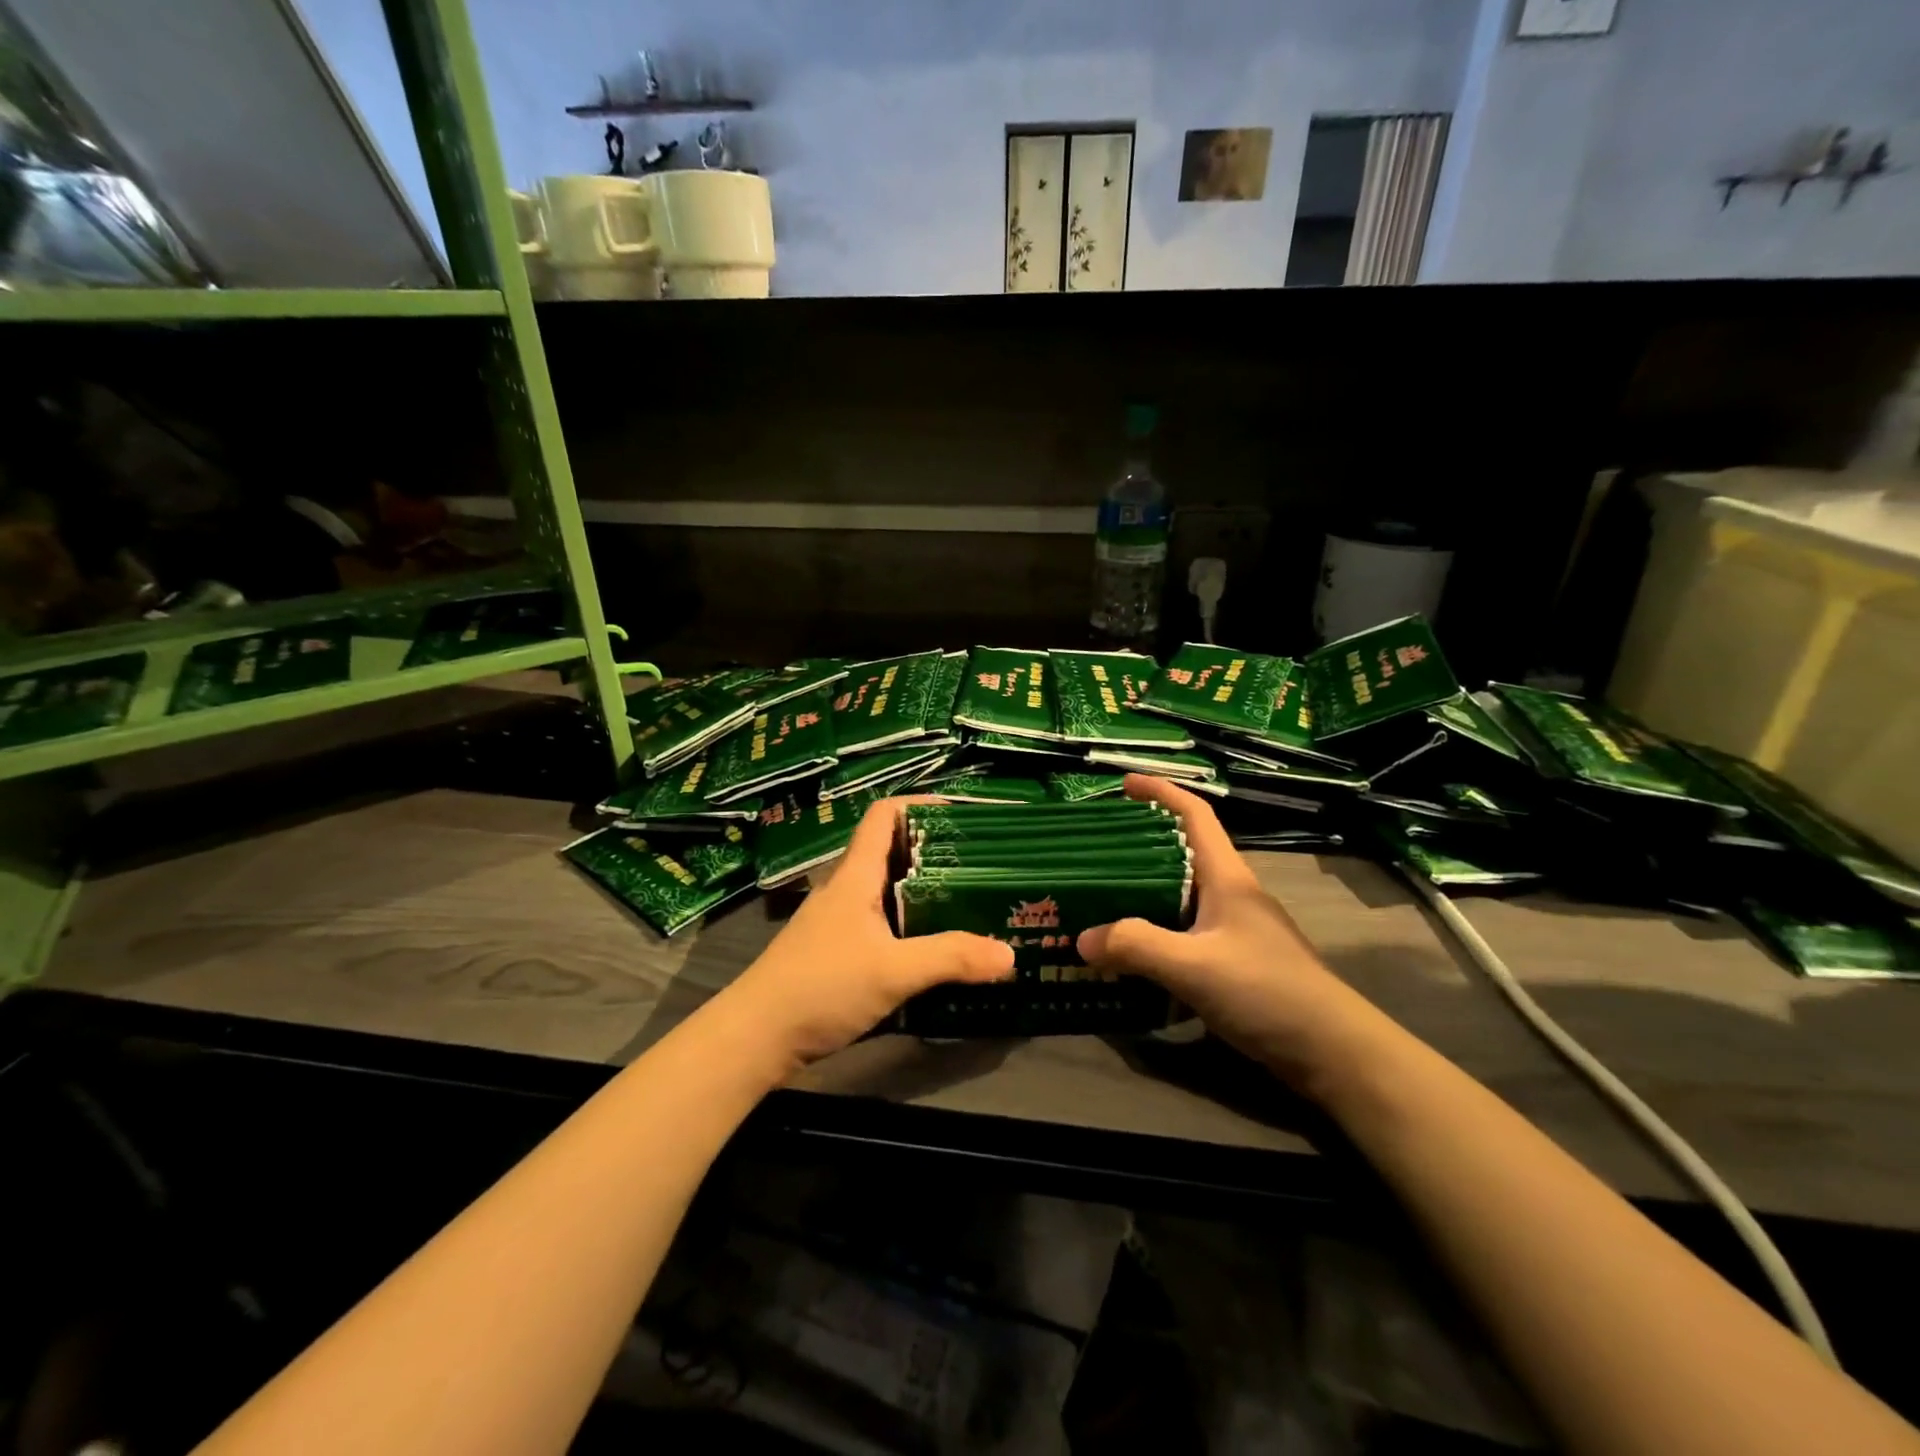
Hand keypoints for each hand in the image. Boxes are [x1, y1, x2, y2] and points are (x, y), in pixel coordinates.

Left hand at [719, 797, 1014, 1068]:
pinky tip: (936, 947)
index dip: (921, 804)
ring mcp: (839, 921)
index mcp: (856, 876)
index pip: (885, 815)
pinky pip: (883, 923)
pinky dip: (911, 924)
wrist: (755, 1037)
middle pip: (893, 851)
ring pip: (888, 890)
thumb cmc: (821, 987)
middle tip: (981, 863)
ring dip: (925, 891)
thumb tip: (1009, 953)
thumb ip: (951, 958)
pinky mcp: (838, 951)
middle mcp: (847, 889)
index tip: (963, 814)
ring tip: (970, 901)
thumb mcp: (893, 971)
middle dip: (936, 851)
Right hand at [1077, 775, 1366, 1080]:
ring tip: (1101, 901)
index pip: (1194, 815)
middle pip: (1182, 854)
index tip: (1123, 784)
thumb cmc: (1266, 990)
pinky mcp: (1235, 962)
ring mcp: (1235, 930)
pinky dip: (1155, 933)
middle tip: (1094, 853)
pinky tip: (1131, 954)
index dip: (1160, 792)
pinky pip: (1184, 933)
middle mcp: (1231, 895)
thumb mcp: (1194, 965)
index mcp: (1226, 878)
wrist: (1332, 1052)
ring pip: (1180, 897)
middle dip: (1139, 846)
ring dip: (1143, 894)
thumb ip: (1136, 947)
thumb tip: (1082, 939)